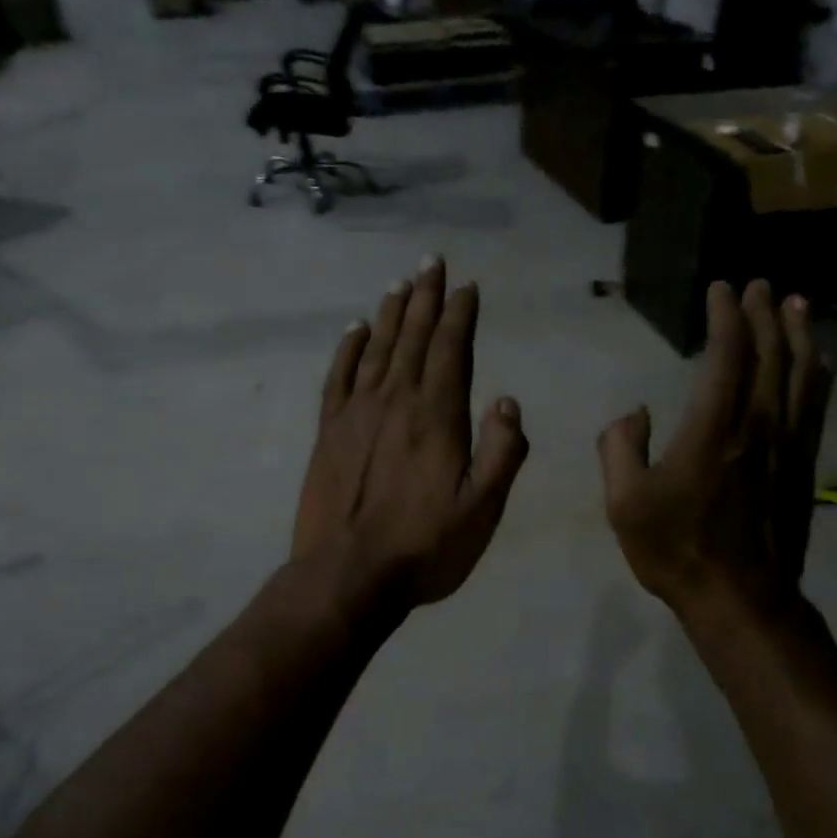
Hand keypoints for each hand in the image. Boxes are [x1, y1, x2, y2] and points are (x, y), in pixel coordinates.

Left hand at [293, 257, 528, 612]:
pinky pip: (338, 376)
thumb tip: (508, 401)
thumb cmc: (424, 548)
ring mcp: (356, 413)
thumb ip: (502, 452)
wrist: (348, 575)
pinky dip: (348, 348)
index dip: (460, 314)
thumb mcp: (483, 510)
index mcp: (437, 416)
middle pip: (412, 337)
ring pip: (376, 348)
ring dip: (390, 313)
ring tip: (399, 284)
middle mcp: (395, 401)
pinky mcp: (328, 431)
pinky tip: (354, 329)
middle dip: (425, 297)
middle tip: (431, 261)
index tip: (466, 286)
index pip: (451, 349)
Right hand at [597, 281, 832, 618]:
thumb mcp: (624, 503)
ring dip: (799, 335)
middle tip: (760, 286)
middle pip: (770, 354)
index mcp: (712, 428)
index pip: (727, 355)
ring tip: (796, 306)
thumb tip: (634, 413)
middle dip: (764, 314)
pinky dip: (819, 375)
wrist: (740, 598)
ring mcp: (787, 445)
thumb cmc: (676, 549)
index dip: (726, 317)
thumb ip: (619, 449)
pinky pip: (816, 407)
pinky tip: (820, 363)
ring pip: (802, 375)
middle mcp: (758, 425)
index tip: (721, 290)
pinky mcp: (802, 466)